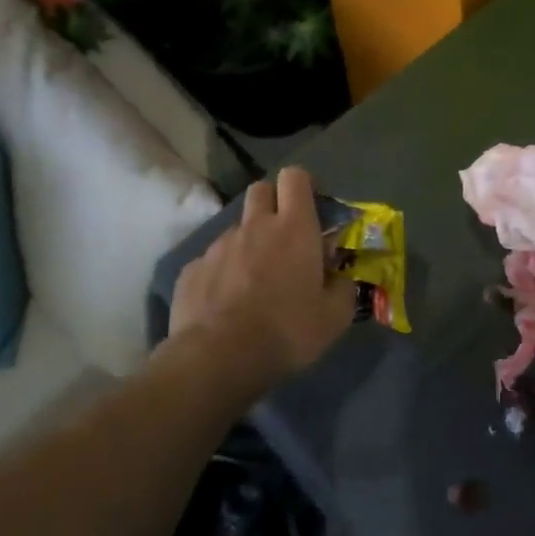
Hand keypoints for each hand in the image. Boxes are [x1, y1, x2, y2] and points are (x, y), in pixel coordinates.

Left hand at [169, 167, 354, 391]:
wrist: (218, 358)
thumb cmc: (287, 331)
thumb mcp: (335, 317)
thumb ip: (343, 288)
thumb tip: (340, 278)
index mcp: (294, 228)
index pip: (295, 177)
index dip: (303, 185)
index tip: (311, 206)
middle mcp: (255, 226)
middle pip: (261, 190)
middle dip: (274, 203)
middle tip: (285, 236)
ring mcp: (218, 246)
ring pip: (237, 228)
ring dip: (249, 243)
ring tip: (254, 280)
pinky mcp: (192, 270)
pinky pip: (212, 260)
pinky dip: (223, 272)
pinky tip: (227, 303)